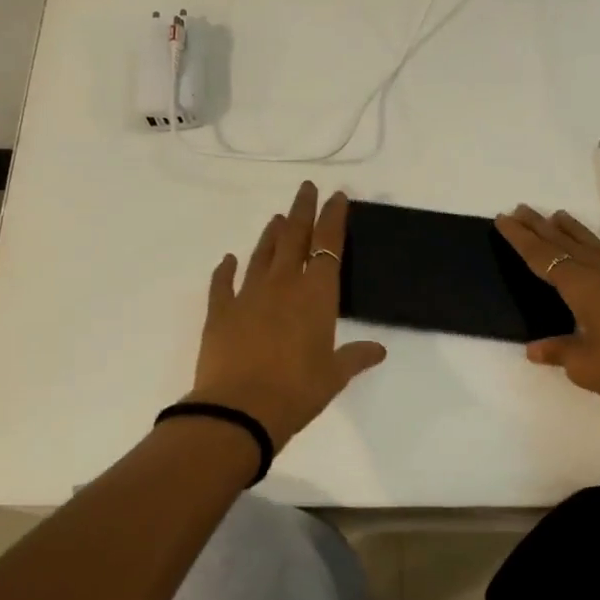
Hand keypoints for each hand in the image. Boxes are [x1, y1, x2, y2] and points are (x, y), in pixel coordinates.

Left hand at [187, 182, 386, 448]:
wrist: (240, 410)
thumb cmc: (297, 392)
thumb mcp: (334, 376)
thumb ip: (355, 357)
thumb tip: (380, 350)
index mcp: (316, 295)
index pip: (329, 246)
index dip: (334, 218)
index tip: (337, 197)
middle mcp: (283, 284)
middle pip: (295, 237)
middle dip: (302, 211)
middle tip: (306, 189)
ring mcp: (248, 295)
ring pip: (262, 254)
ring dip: (271, 235)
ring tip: (277, 218)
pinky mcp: (219, 312)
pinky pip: (222, 283)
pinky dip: (226, 269)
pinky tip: (228, 259)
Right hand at [495, 206, 599, 432]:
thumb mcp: (586, 366)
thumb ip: (559, 352)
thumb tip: (534, 348)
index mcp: (582, 287)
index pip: (542, 257)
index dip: (520, 239)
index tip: (503, 218)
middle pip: (564, 244)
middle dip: (539, 227)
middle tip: (519, 208)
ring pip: (589, 246)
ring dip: (569, 230)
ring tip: (556, 215)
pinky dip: (591, 246)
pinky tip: (594, 251)